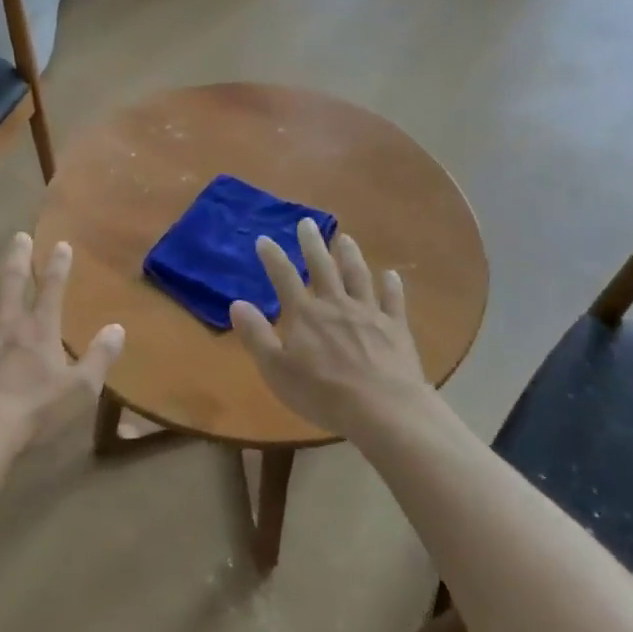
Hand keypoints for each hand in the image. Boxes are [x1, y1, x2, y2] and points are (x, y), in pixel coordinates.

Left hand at [0, 233, 123, 447]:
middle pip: (13, 282)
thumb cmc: (34, 411)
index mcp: (40, 330)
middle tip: (19, 235)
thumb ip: (100, 357)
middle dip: (18, 257)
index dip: (58, 266)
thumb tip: (119, 328)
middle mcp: (6, 323)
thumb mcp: (80, 389)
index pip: (52, 290)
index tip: (62, 243)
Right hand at [230, 218, 431, 436]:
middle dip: (312, 244)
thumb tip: (237, 303)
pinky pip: (393, 300)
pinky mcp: (396, 327)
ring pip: (358, 276)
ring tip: (345, 238)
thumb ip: (256, 335)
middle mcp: (336, 305)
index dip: (272, 258)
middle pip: (323, 267)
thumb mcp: (277, 369)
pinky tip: (391, 275)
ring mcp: (369, 313)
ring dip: (350, 255)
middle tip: (307, 222)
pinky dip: (391, 285)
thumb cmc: (323, 393)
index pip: (284, 278)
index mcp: (305, 315)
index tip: (264, 239)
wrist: (382, 409)